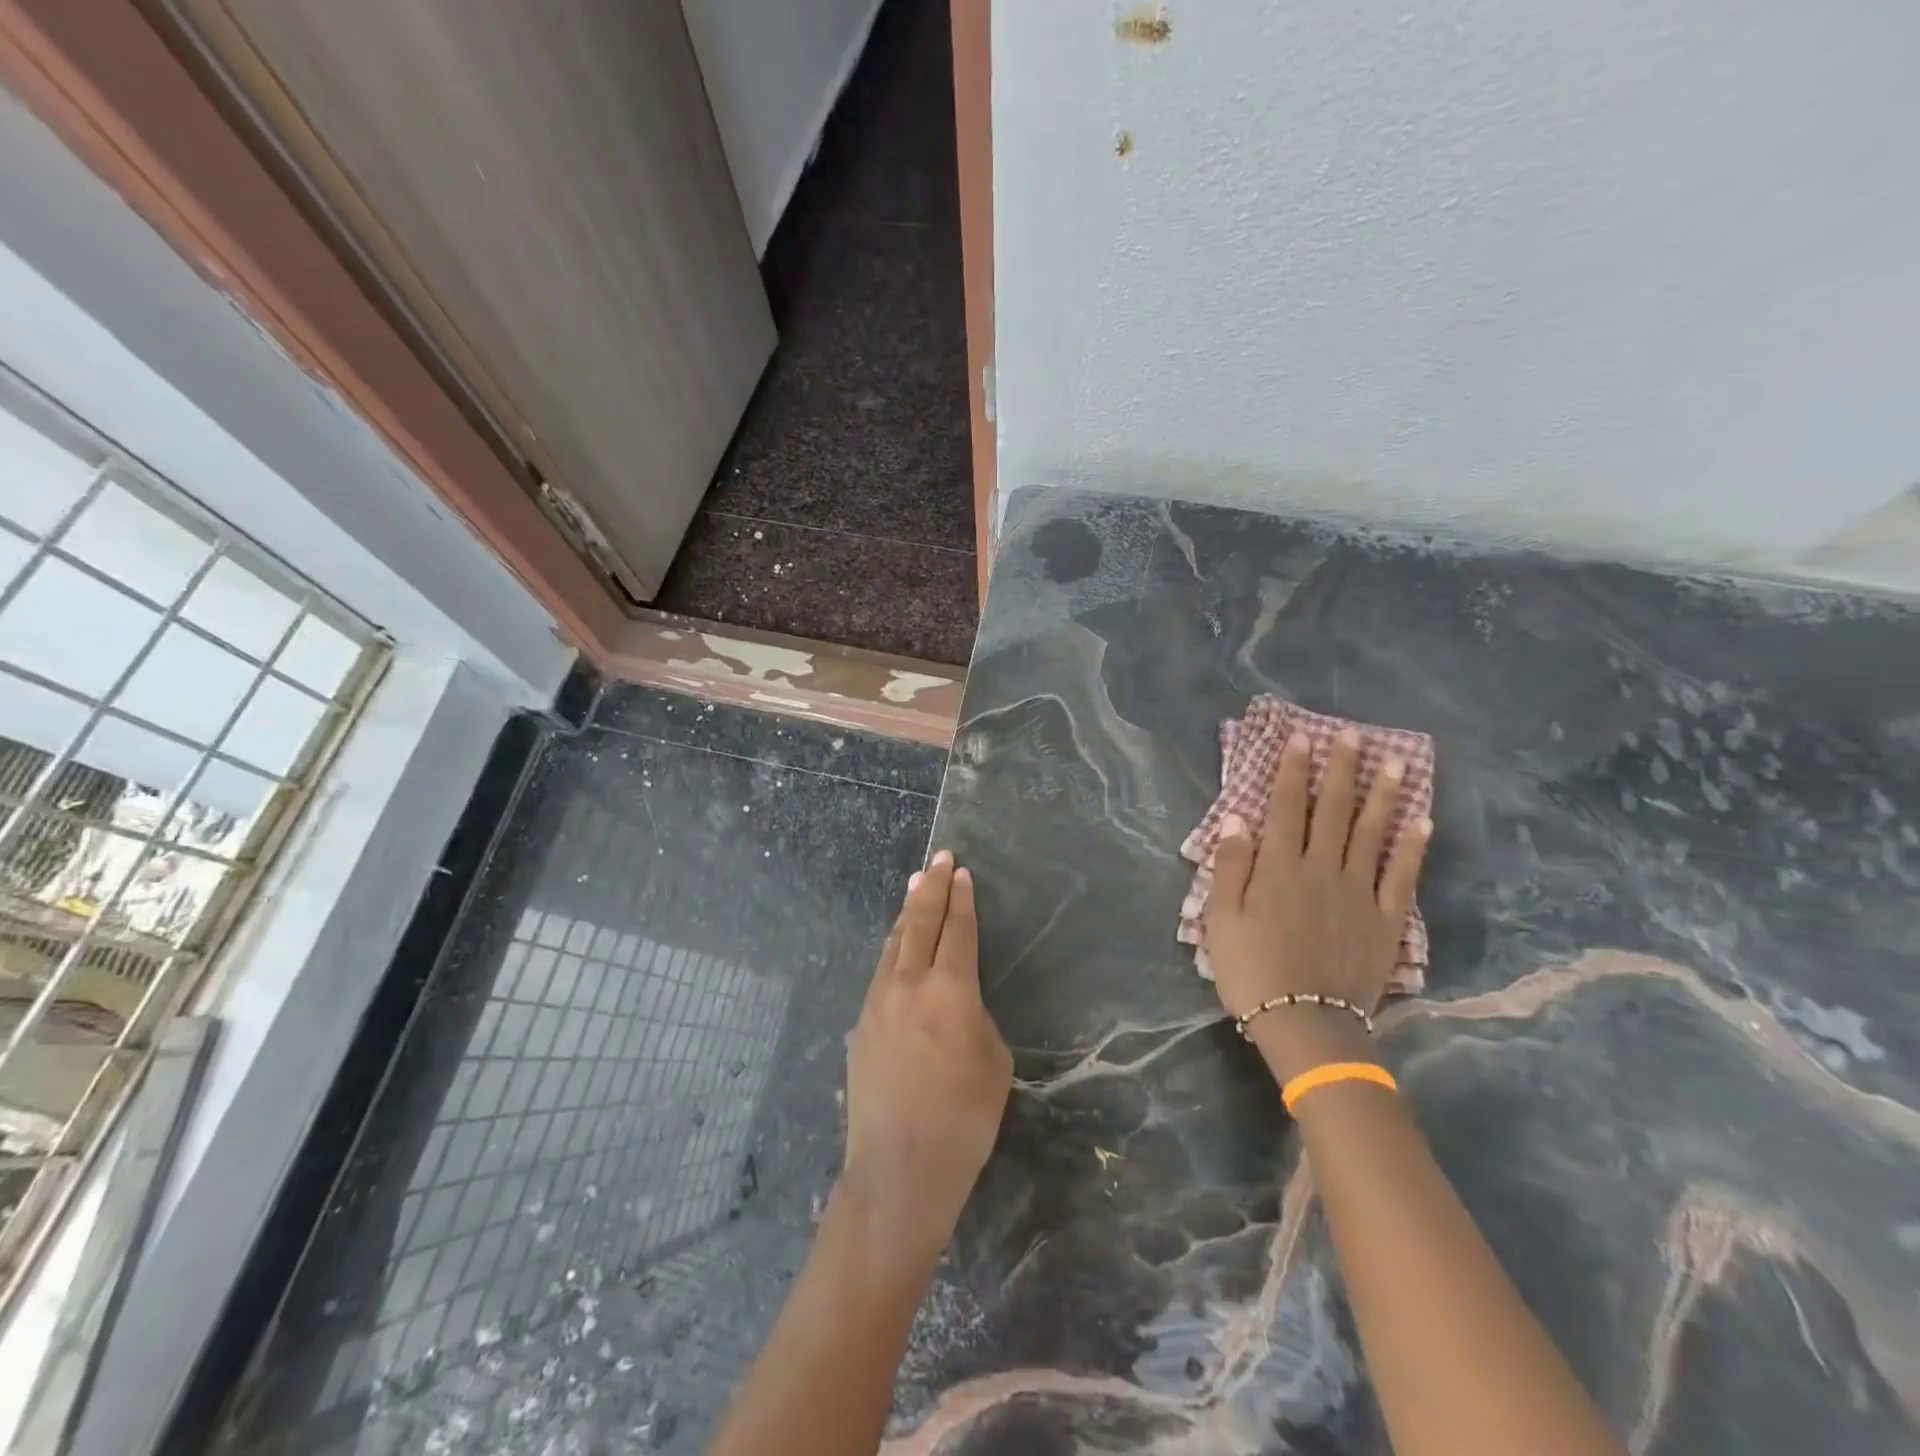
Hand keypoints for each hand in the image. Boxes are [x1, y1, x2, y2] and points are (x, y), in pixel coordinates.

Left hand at [840, 851, 1012, 1267]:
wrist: (900, 1167)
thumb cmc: (964, 1118)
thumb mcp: (994, 1061)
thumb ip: (975, 1017)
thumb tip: (956, 1003)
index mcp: (950, 990)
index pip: (958, 930)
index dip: (962, 899)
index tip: (961, 872)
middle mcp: (909, 984)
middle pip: (920, 923)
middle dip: (932, 888)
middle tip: (939, 859)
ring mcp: (878, 1002)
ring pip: (894, 943)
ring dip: (907, 913)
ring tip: (915, 888)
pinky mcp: (861, 1025)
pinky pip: (880, 973)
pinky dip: (892, 950)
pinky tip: (896, 948)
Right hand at [1202, 729, 1430, 1079]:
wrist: (1306, 1024)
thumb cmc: (1252, 970)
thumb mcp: (1221, 919)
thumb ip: (1230, 867)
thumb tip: (1237, 819)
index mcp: (1279, 868)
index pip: (1286, 807)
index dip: (1293, 770)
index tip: (1302, 738)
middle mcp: (1322, 869)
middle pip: (1333, 810)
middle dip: (1342, 770)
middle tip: (1354, 735)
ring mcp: (1359, 892)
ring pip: (1372, 833)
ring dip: (1384, 795)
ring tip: (1396, 762)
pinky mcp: (1386, 919)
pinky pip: (1402, 876)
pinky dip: (1413, 847)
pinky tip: (1422, 821)